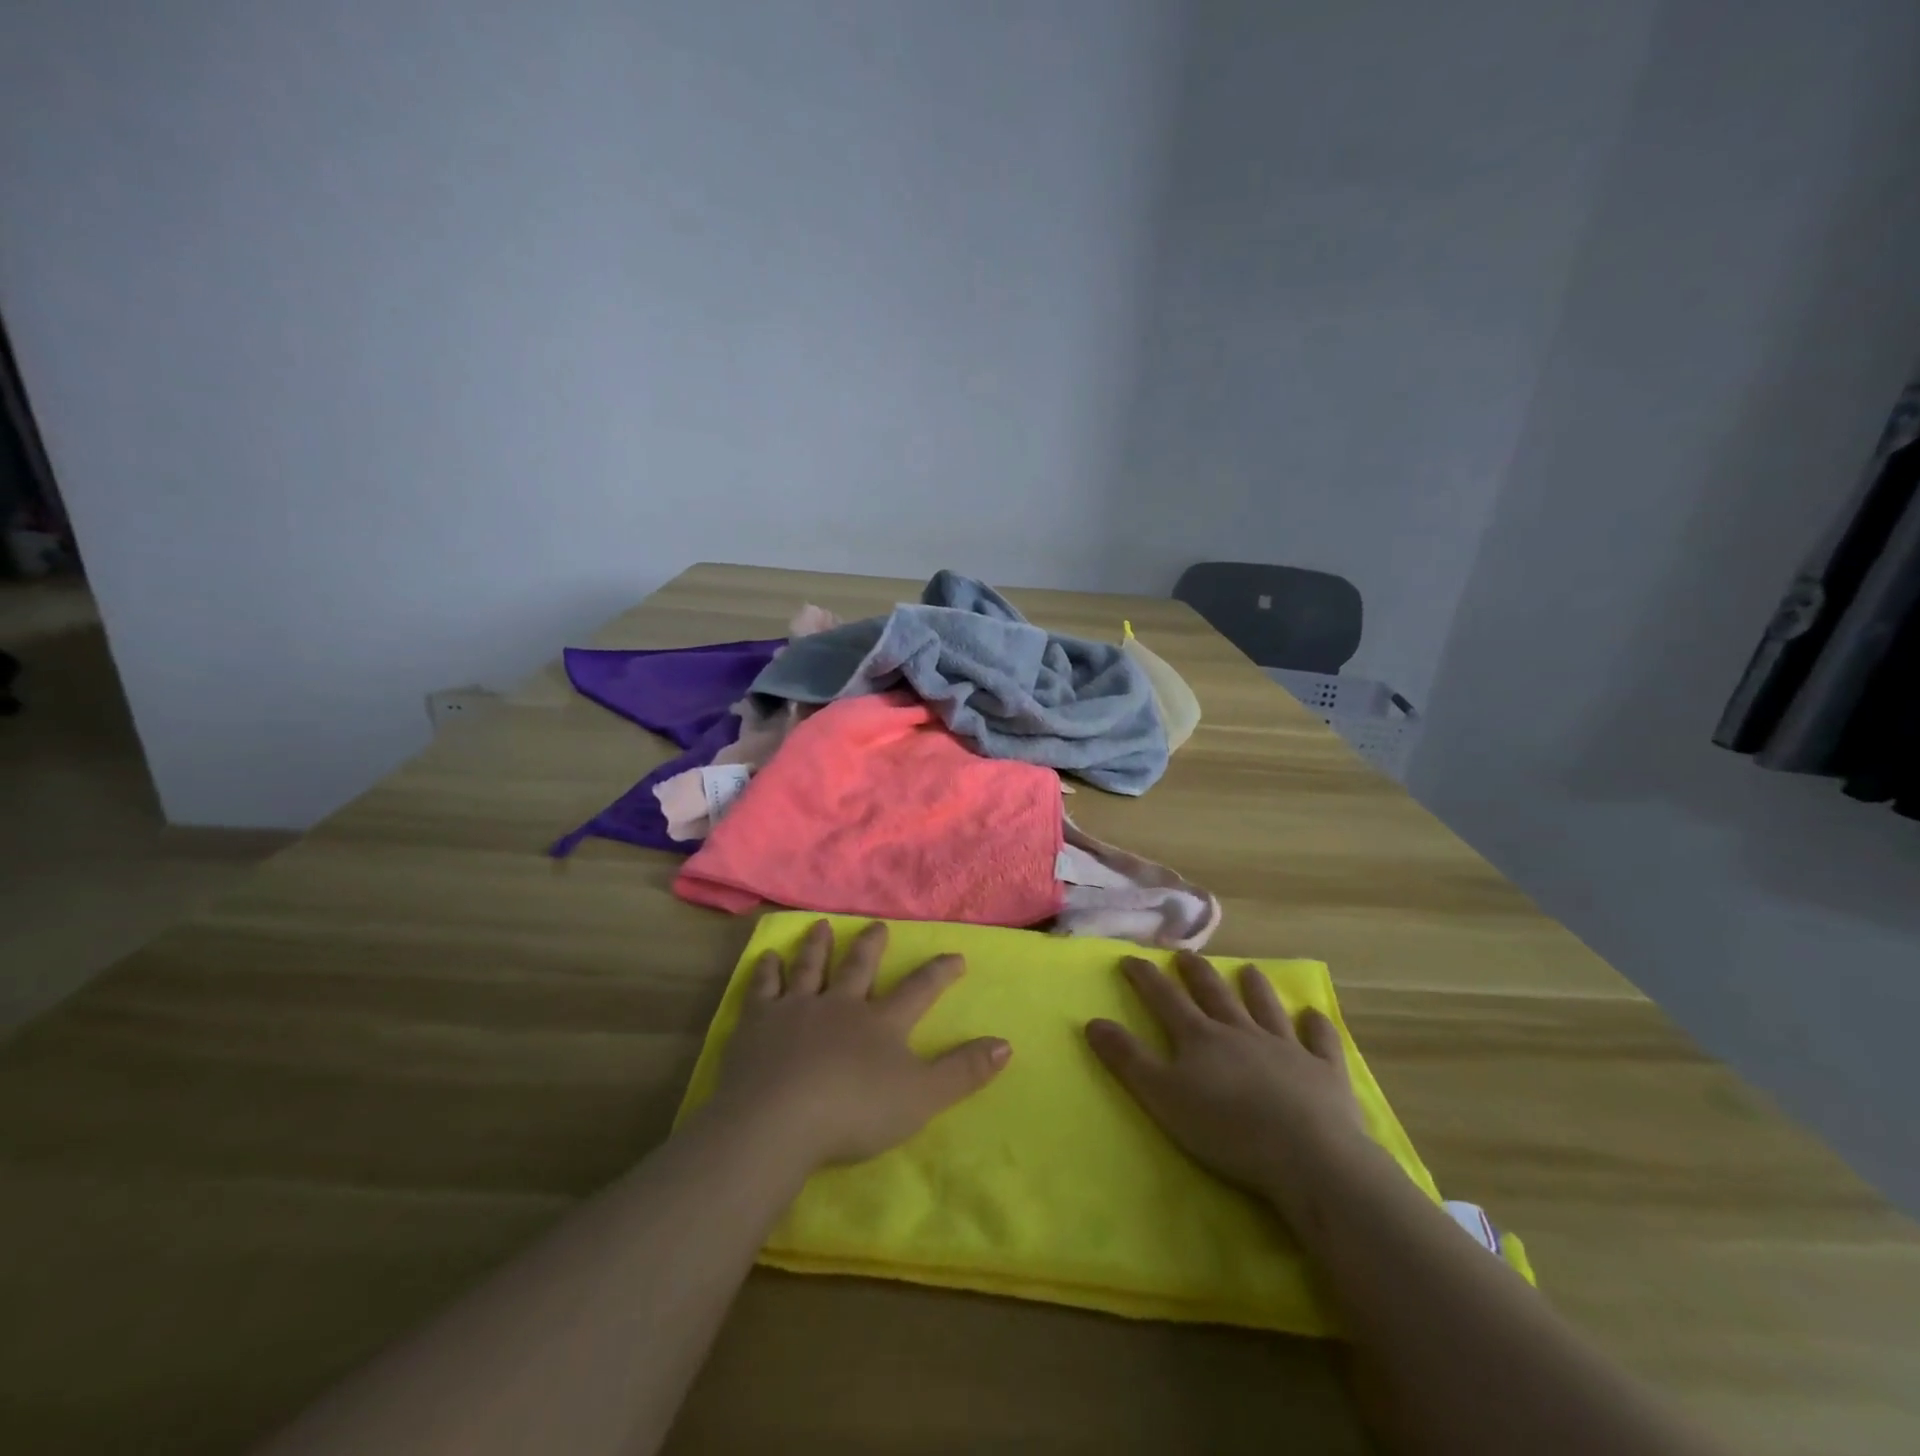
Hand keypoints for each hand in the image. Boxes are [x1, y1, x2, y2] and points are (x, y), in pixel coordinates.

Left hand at [705, 920, 1010, 1173]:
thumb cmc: (854, 1111)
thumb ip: (963, 1071)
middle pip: (859, 967)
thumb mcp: (922, 1097)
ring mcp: (797, 1008)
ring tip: (823, 926)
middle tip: (878, 925)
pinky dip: (768, 970)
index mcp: (881, 1023)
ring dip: (819, 946)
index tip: (956, 955)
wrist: (778, 1120)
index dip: (939, 973)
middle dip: (872, 945)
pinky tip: (768, 958)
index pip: (918, 990)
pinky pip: (764, 987)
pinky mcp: (758, 1022)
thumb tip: (1007, 1043)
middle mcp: (841, 1004)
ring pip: (811, 967)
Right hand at [1086, 952, 1371, 1226]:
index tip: (1131, 958)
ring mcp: (1286, 1048)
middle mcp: (1241, 1032)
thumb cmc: (1226, 1129)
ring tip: (1249, 969)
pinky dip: (1316, 1026)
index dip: (1146, 977)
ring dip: (1256, 988)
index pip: (1166, 998)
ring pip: (1266, 1008)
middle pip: (1215, 994)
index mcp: (1200, 1038)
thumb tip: (1092, 1021)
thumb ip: (1127, 1059)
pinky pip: (1320, 1041)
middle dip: (1197, 973)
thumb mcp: (1162, 1096)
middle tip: (1187, 954)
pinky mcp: (1324, 1071)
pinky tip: (1314, 1015)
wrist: (1308, 1155)